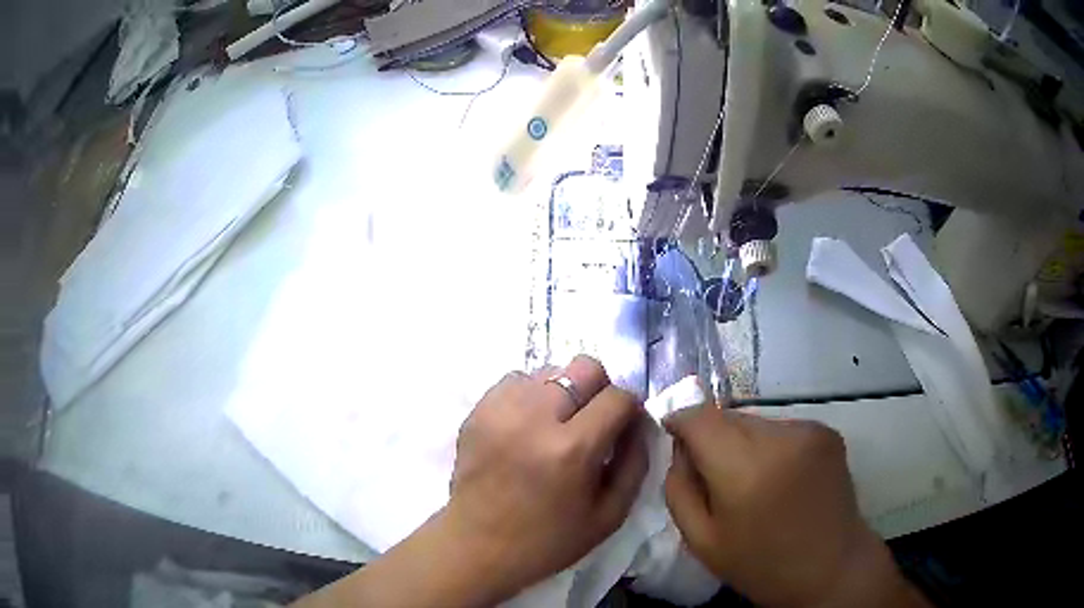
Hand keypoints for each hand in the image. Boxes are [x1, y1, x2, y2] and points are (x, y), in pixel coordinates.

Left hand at [445, 355, 649, 600]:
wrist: (478, 546)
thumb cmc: (549, 540)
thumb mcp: (610, 515)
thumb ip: (635, 462)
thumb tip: (639, 423)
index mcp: (572, 449)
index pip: (618, 397)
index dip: (630, 409)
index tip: (624, 427)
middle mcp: (535, 419)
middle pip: (585, 367)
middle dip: (599, 389)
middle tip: (591, 422)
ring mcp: (500, 410)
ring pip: (549, 371)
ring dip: (563, 392)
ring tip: (555, 426)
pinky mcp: (477, 411)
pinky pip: (515, 381)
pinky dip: (530, 396)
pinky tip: (527, 427)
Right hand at [663, 406, 927, 607]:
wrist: (832, 567)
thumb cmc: (761, 564)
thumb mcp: (701, 541)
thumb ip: (679, 488)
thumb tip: (680, 447)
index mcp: (744, 469)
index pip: (698, 416)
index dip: (679, 422)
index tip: (674, 439)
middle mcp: (779, 437)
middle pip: (727, 417)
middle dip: (712, 439)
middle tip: (716, 478)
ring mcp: (808, 429)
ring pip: (754, 422)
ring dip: (742, 443)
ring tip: (753, 482)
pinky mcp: (827, 431)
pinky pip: (780, 428)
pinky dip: (770, 446)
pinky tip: (780, 478)